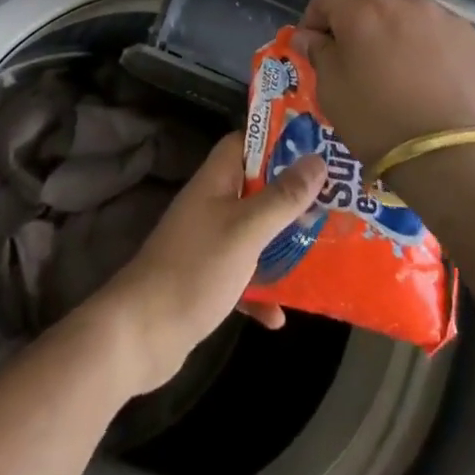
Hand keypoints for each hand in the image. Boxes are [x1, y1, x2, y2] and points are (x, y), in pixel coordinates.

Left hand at [81, 131, 325, 394]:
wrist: (141, 332)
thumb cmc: (195, 269)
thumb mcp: (246, 230)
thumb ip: (282, 198)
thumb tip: (317, 160)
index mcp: (215, 181)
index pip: (244, 143)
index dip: (277, 142)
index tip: (316, 151)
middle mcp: (210, 205)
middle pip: (255, 189)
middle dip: (291, 197)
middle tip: (333, 203)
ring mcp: (207, 243)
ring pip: (253, 234)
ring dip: (282, 246)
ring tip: (322, 254)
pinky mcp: (206, 279)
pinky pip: (242, 277)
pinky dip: (260, 292)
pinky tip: (278, 317)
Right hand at [289, 0, 474, 166]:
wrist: (453, 156)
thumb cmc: (378, 119)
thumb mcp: (331, 89)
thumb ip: (318, 52)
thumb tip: (309, 37)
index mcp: (363, 5)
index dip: (313, 21)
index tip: (313, 48)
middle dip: (352, 15)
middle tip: (349, 51)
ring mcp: (442, 15)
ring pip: (404, 7)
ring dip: (389, 24)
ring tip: (388, 61)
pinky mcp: (471, 37)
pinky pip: (434, 27)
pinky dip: (421, 40)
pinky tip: (423, 74)